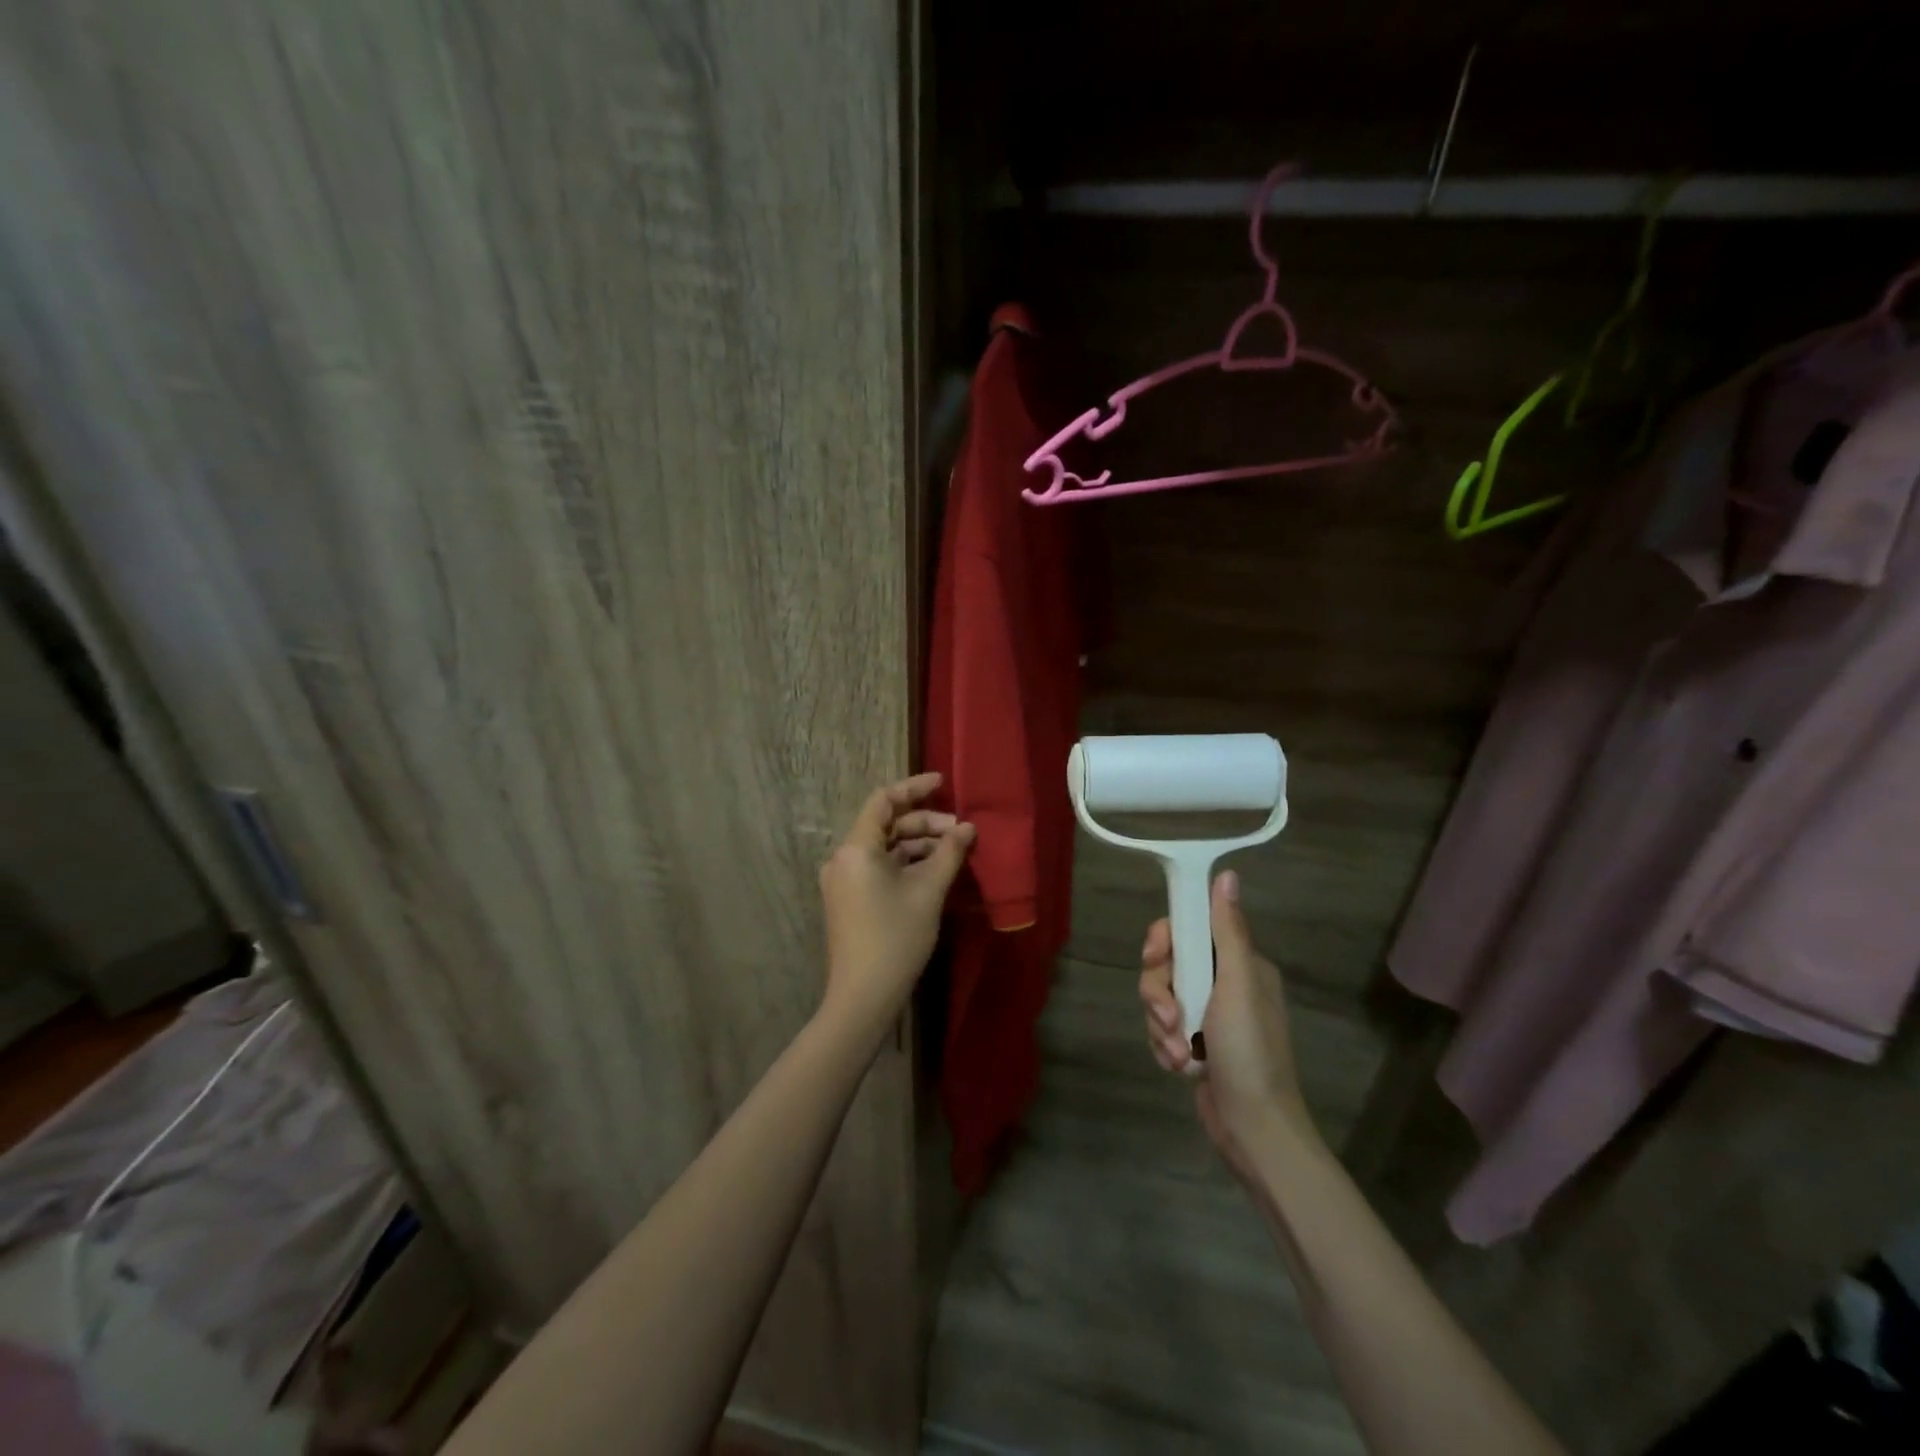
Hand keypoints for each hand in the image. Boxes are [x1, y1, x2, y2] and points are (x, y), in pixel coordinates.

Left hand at [819, 773, 974, 1030]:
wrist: (863, 996)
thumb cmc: (896, 938)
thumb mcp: (928, 891)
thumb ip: (949, 853)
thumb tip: (968, 828)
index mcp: (856, 848)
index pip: (883, 800)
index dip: (914, 788)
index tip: (943, 783)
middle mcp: (843, 858)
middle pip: (886, 825)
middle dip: (925, 823)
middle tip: (961, 832)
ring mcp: (844, 880)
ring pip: (885, 848)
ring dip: (918, 845)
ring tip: (954, 852)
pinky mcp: (849, 899)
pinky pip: (879, 868)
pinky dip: (906, 864)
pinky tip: (934, 871)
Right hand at [1138, 870, 1319, 1176]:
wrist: (1254, 1129)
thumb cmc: (1250, 1052)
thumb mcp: (1239, 985)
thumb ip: (1228, 931)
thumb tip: (1228, 874)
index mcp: (1239, 964)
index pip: (1189, 928)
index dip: (1165, 940)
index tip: (1155, 957)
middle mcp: (1223, 984)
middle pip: (1167, 964)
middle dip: (1160, 992)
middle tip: (1169, 1015)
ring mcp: (1208, 1015)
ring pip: (1160, 998)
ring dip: (1163, 1026)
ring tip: (1181, 1053)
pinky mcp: (1194, 1044)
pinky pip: (1163, 1028)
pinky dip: (1166, 1046)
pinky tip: (1181, 1067)